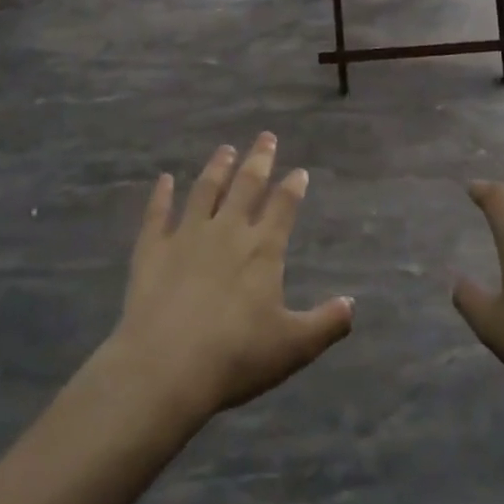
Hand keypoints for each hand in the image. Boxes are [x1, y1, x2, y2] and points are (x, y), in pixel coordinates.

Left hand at [103, 134, 353, 424]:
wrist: (165, 367)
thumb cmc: (236, 357)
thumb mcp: (293, 347)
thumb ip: (326, 323)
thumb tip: (352, 304)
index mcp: (262, 249)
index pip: (282, 207)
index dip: (293, 187)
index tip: (299, 170)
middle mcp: (226, 231)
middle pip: (246, 186)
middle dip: (258, 160)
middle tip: (266, 137)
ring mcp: (186, 235)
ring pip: (205, 191)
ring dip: (216, 168)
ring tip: (225, 148)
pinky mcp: (152, 249)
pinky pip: (156, 213)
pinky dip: (160, 195)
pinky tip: (163, 180)